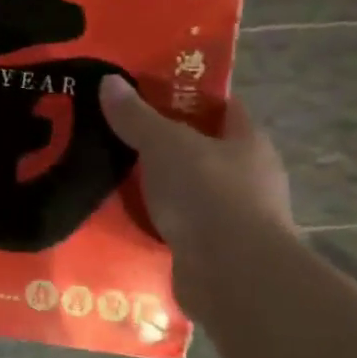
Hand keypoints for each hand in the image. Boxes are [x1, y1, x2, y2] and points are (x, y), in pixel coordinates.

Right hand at [98, 75, 293, 257]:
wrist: (232, 276)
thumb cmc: (208, 194)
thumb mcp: (164, 144)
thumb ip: (136, 115)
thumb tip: (109, 81)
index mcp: (248, 142)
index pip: (221, 107)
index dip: (186, 96)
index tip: (144, 92)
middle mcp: (248, 177)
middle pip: (200, 149)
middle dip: (161, 143)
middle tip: (115, 132)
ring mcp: (233, 216)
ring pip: (186, 189)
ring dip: (154, 185)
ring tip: (108, 174)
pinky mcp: (214, 250)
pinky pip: (176, 224)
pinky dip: (152, 220)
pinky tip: (119, 215)